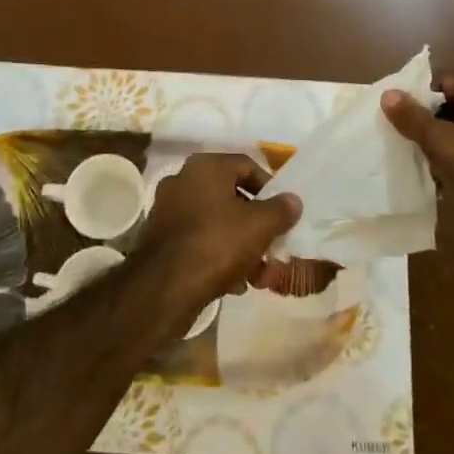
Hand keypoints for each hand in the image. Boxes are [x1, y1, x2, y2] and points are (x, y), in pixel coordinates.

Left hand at [137, 154, 300, 321]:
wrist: (164, 287)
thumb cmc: (217, 243)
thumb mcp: (259, 226)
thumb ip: (281, 210)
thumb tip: (293, 200)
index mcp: (205, 167)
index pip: (246, 165)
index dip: (270, 187)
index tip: (284, 212)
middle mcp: (183, 180)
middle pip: (231, 196)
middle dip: (256, 224)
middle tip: (273, 246)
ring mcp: (169, 209)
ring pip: (216, 221)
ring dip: (241, 244)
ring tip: (259, 274)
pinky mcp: (161, 238)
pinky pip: (199, 239)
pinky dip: (218, 255)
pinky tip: (234, 283)